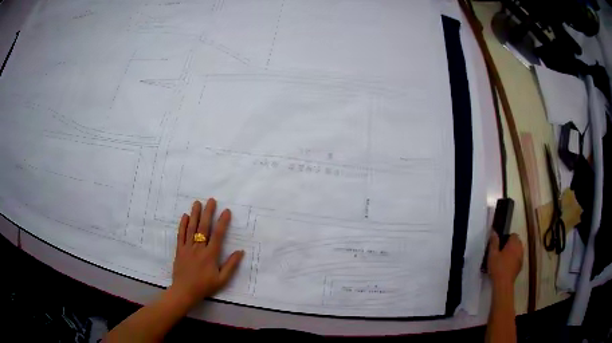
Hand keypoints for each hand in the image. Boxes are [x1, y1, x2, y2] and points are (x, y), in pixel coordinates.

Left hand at [170, 198, 243, 306]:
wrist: (184, 291)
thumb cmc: (205, 286)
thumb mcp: (222, 279)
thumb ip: (231, 265)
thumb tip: (240, 252)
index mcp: (210, 255)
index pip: (218, 235)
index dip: (223, 222)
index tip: (226, 211)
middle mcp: (199, 248)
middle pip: (203, 227)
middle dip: (208, 213)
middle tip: (211, 200)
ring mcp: (187, 248)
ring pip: (191, 228)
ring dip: (195, 214)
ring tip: (197, 202)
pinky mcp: (179, 250)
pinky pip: (180, 235)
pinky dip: (183, 224)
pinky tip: (185, 216)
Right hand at [487, 231, 522, 287]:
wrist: (503, 284)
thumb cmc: (498, 267)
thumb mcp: (492, 254)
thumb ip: (494, 242)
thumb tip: (493, 231)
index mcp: (513, 243)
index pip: (513, 235)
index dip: (507, 238)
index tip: (500, 245)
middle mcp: (520, 248)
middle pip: (517, 242)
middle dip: (510, 245)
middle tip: (501, 251)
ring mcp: (521, 257)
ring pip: (518, 250)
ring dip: (513, 252)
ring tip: (504, 259)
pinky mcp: (520, 266)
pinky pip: (518, 258)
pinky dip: (514, 260)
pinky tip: (507, 266)